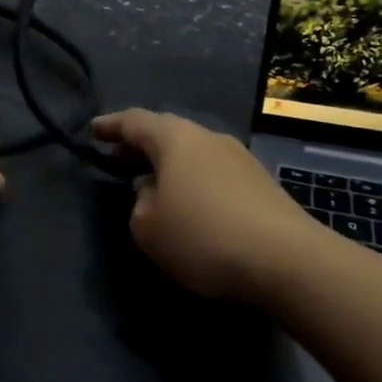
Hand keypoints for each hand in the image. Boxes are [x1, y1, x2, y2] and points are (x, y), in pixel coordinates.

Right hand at [92, 109, 311, 300]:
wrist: (288, 260)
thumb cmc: (204, 236)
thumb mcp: (148, 228)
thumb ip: (139, 204)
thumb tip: (152, 191)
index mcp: (176, 139)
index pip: (135, 122)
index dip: (111, 126)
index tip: (93, 130)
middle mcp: (209, 138)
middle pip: (167, 133)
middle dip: (140, 145)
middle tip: (118, 157)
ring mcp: (240, 159)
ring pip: (193, 153)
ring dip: (169, 165)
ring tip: (152, 183)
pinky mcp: (261, 184)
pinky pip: (214, 172)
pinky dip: (193, 181)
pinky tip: (190, 204)